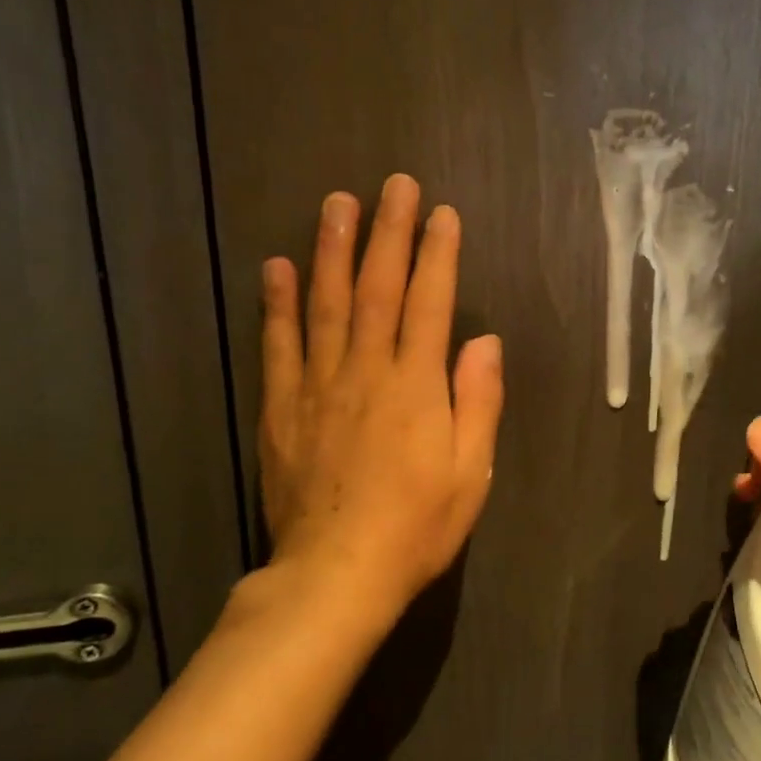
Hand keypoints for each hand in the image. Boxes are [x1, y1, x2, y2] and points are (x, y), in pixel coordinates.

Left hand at [255, 174, 503, 629]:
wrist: (335, 576)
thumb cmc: (417, 526)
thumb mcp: (471, 472)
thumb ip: (478, 401)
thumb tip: (485, 341)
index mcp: (416, 387)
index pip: (430, 304)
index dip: (437, 255)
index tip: (441, 214)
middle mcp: (366, 372)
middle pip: (377, 289)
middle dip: (387, 233)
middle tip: (392, 185)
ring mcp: (318, 387)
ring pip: (324, 304)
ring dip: (331, 250)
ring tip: (335, 203)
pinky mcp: (283, 409)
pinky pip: (278, 346)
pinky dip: (277, 304)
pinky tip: (275, 267)